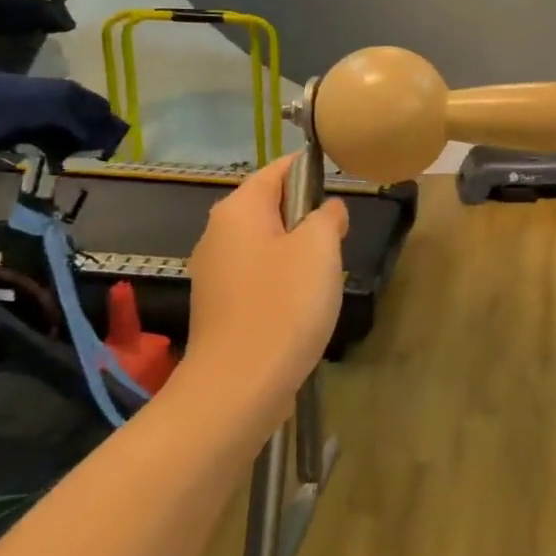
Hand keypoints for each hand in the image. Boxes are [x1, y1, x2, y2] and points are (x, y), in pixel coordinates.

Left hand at [178, 155, 348, 405]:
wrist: (240, 386)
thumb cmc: (284, 304)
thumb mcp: (320, 248)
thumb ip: (328, 216)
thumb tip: (328, 211)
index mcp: (238, 210)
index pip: (278, 170)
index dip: (311, 170)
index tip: (341, 184)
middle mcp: (217, 234)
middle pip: (270, 206)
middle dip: (307, 217)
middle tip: (337, 240)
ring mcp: (214, 273)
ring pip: (266, 244)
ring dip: (297, 252)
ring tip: (324, 277)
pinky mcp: (220, 306)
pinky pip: (258, 276)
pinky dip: (282, 280)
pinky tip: (301, 305)